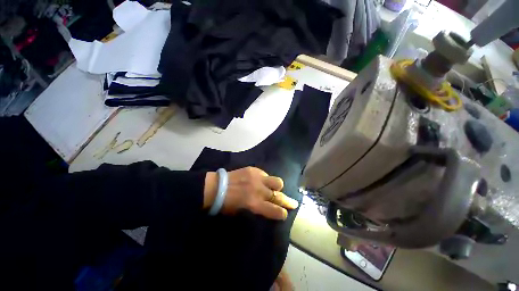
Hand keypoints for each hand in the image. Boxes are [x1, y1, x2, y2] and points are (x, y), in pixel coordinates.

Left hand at [203, 167, 298, 219]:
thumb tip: (267, 208)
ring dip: (278, 187)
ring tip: (275, 189)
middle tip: (293, 203)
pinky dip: (266, 179)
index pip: (276, 210)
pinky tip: (261, 181)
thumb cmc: (227, 204)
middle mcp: (259, 191)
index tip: (285, 214)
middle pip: (279, 196)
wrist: (217, 187)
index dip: (282, 213)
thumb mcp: (242, 212)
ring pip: (277, 182)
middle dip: (288, 201)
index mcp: (255, 204)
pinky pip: (266, 174)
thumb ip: (257, 209)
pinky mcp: (254, 169)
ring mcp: (258, 178)